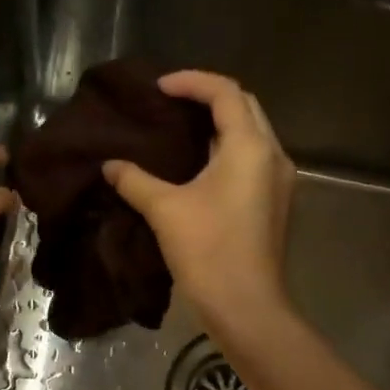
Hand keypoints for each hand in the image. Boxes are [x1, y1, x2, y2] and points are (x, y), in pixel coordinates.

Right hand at [103, 71, 295, 328]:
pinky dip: (227, 151)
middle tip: (171, 105)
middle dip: (209, 98)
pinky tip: (199, 167)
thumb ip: (136, 181)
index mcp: (250, 147)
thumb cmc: (208, 252)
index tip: (159, 88)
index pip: (225, 93)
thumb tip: (110, 166)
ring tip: (181, 131)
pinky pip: (253, 160)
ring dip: (220, 125)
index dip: (191, 82)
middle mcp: (273, 155)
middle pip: (245, 107)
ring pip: (252, 135)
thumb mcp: (165, 211)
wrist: (246, 306)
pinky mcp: (276, 204)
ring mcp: (279, 181)